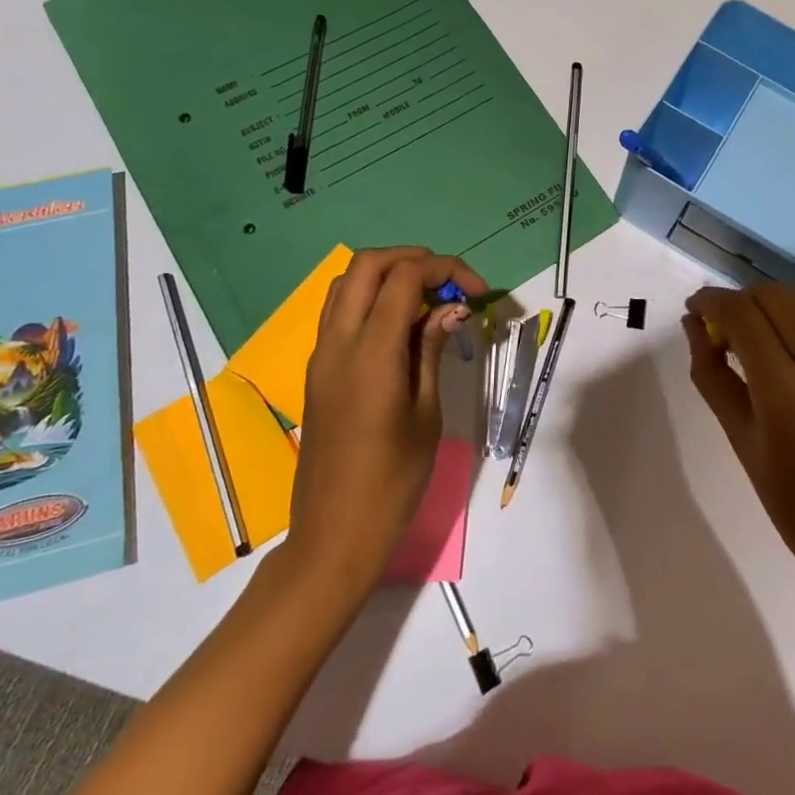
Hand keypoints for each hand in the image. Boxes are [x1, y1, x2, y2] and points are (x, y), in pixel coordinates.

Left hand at [274, 247, 485, 598]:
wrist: (333, 535)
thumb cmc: (392, 482)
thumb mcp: (426, 414)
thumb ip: (433, 350)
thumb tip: (451, 308)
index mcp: (371, 353)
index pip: (404, 278)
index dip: (445, 269)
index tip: (478, 291)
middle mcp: (338, 342)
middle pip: (367, 265)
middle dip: (412, 259)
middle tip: (450, 283)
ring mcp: (320, 354)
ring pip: (346, 282)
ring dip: (388, 274)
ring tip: (428, 298)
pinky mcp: (316, 369)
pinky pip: (339, 311)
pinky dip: (370, 297)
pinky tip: (401, 324)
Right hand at [683, 283, 794, 596]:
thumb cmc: (793, 503)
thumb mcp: (740, 439)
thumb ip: (712, 375)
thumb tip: (694, 327)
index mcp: (786, 389)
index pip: (742, 315)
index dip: (712, 301)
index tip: (693, 307)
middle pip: (774, 295)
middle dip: (740, 299)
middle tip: (718, 328)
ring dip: (766, 309)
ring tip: (746, 341)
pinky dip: (791, 325)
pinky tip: (780, 357)